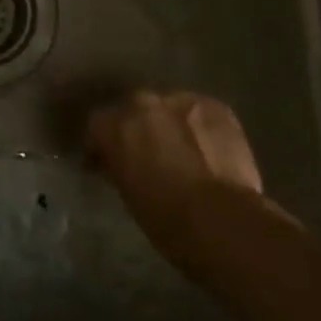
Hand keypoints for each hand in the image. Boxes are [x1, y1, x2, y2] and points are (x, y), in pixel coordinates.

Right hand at [86, 91, 269, 254]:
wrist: (222, 221)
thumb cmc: (166, 220)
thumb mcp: (127, 192)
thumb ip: (119, 165)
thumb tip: (120, 162)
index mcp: (113, 125)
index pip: (97, 125)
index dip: (103, 144)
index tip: (108, 162)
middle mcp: (142, 103)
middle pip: (134, 109)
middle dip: (139, 129)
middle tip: (149, 155)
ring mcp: (180, 100)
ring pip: (169, 108)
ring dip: (171, 125)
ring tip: (184, 151)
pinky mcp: (215, 106)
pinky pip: (200, 112)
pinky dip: (201, 128)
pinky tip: (209, 149)